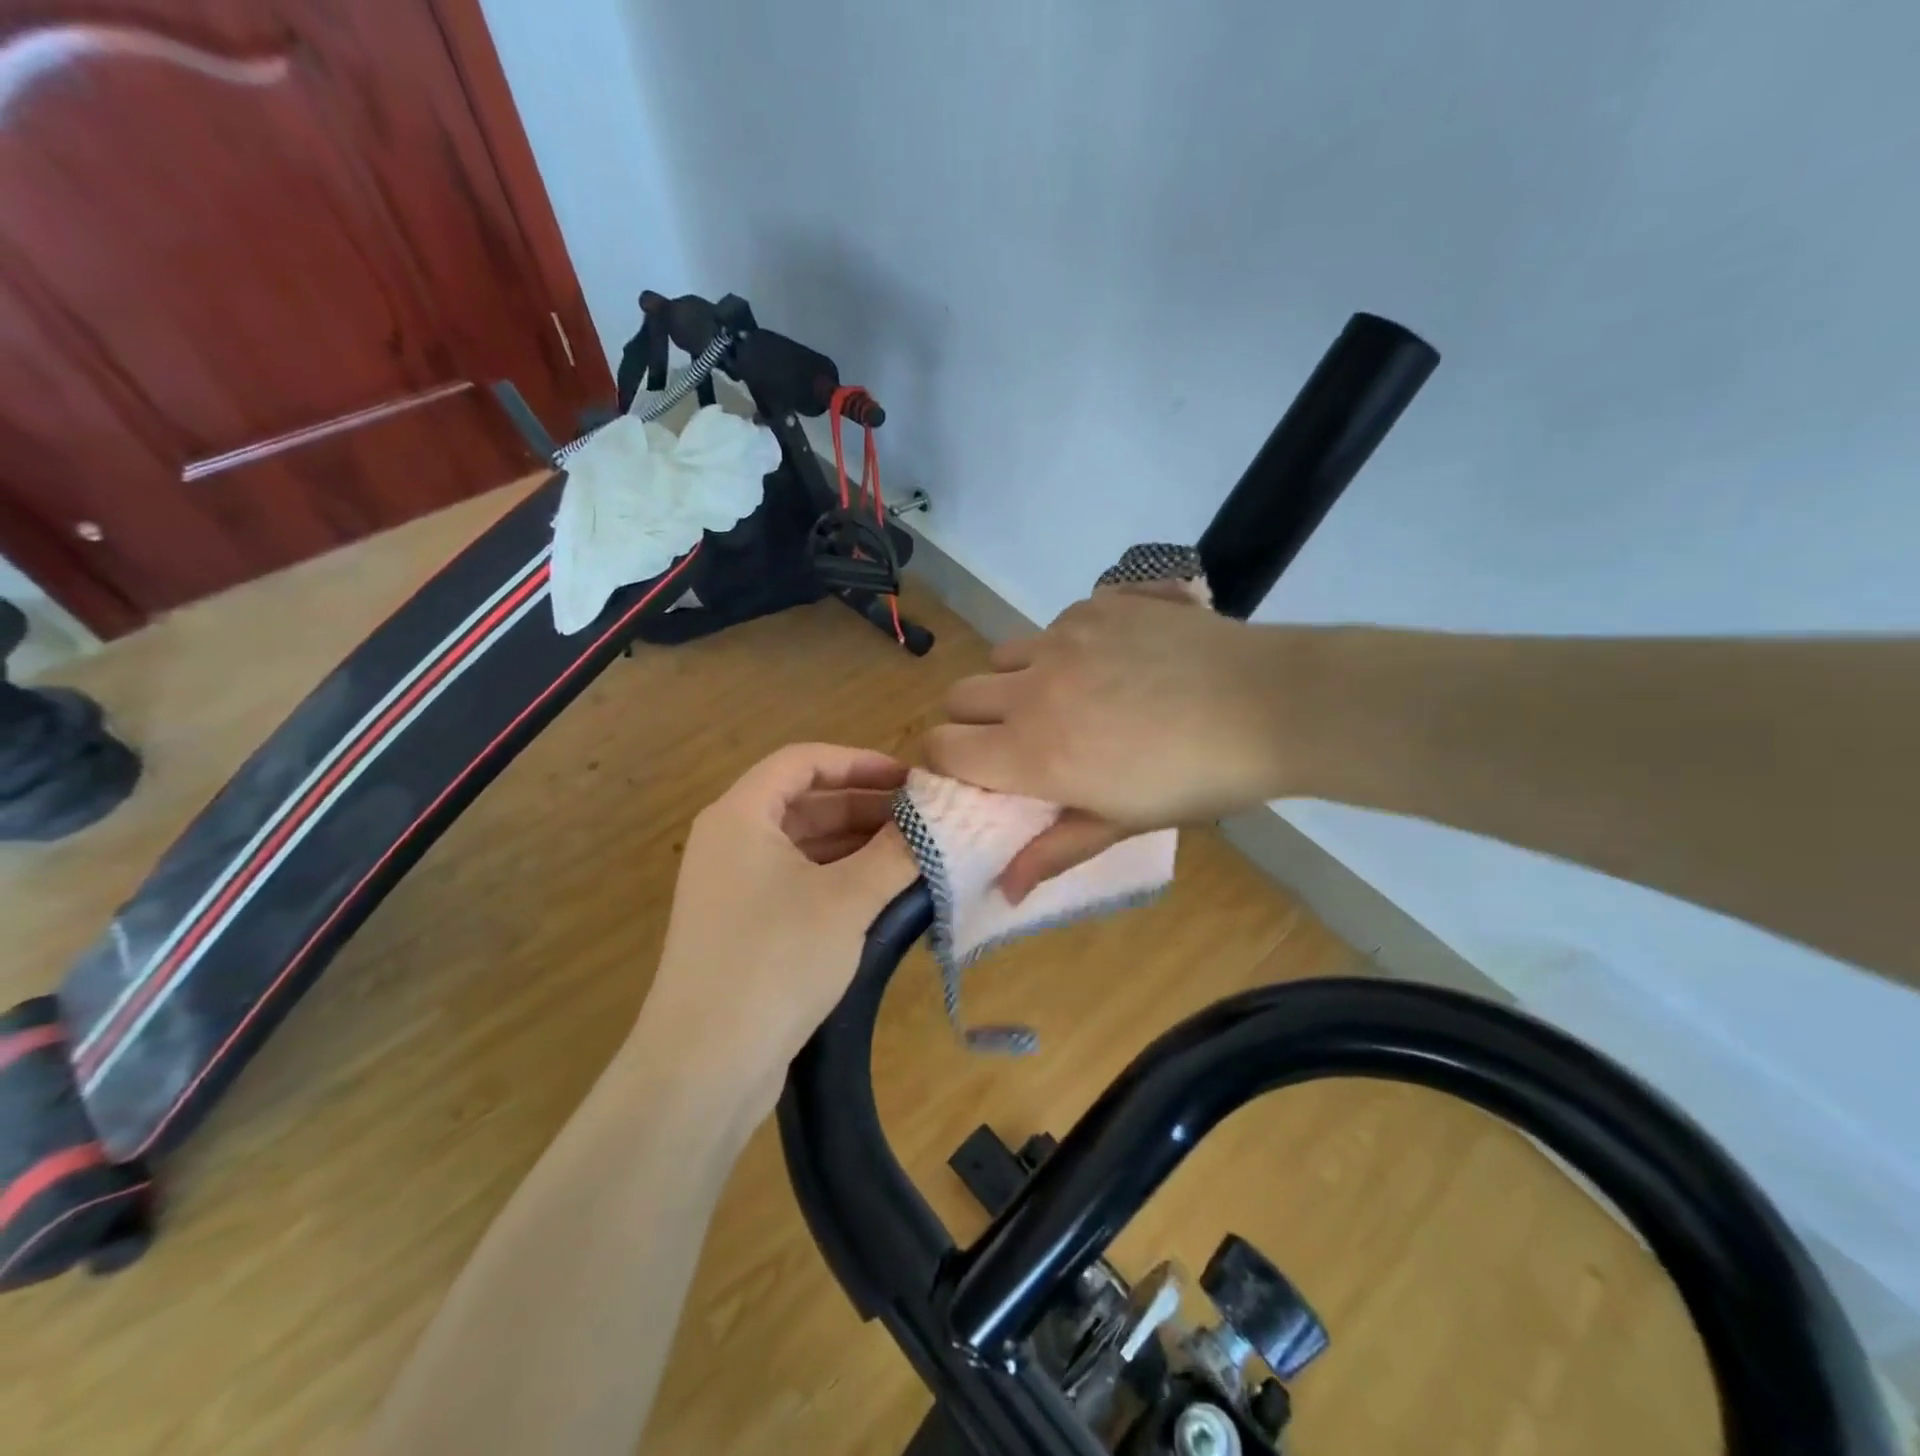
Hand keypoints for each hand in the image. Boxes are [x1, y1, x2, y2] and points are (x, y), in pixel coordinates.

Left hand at [635, 744, 916, 1116]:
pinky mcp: (744, 925)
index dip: (859, 762)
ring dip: (856, 843)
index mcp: (741, 816)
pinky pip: (798, 880)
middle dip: (864, 805)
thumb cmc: (775, 961)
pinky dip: (839, 877)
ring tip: (912, 853)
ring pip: (804, 844)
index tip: (909, 779)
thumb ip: (895, 854)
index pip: (803, 761)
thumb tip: (935, 823)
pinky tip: (882, 891)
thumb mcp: (846, 901)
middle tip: (921, 819)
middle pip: (805, 802)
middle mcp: (731, 841)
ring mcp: (734, 885)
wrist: (704, 1065)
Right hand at [926, 588, 1289, 899]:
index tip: (968, 773)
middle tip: (1017, 739)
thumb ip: (1054, 850)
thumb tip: (1004, 892)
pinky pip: (1052, 625)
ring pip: (1001, 655)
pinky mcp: (1096, 603)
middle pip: (959, 695)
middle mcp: (1033, 688)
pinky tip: (1111, 662)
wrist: (1271, 704)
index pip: (941, 748)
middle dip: (973, 721)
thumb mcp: (1122, 823)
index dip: (942, 762)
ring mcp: (1063, 637)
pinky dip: (1062, 646)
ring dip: (1015, 680)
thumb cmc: (1196, 779)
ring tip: (1064, 696)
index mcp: (1032, 751)